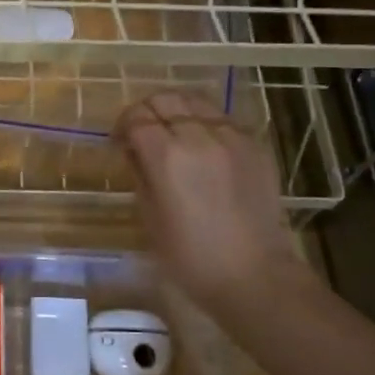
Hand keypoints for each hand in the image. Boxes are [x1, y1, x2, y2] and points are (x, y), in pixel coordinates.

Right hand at [113, 91, 312, 315]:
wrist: (253, 275)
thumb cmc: (190, 257)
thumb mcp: (149, 217)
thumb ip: (140, 174)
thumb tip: (136, 151)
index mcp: (167, 156)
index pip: (137, 117)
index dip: (122, 125)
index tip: (119, 142)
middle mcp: (199, 137)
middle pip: (166, 100)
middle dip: (147, 111)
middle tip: (142, 133)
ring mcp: (232, 138)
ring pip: (196, 102)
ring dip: (177, 111)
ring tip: (173, 133)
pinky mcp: (255, 146)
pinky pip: (223, 119)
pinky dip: (206, 123)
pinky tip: (204, 146)